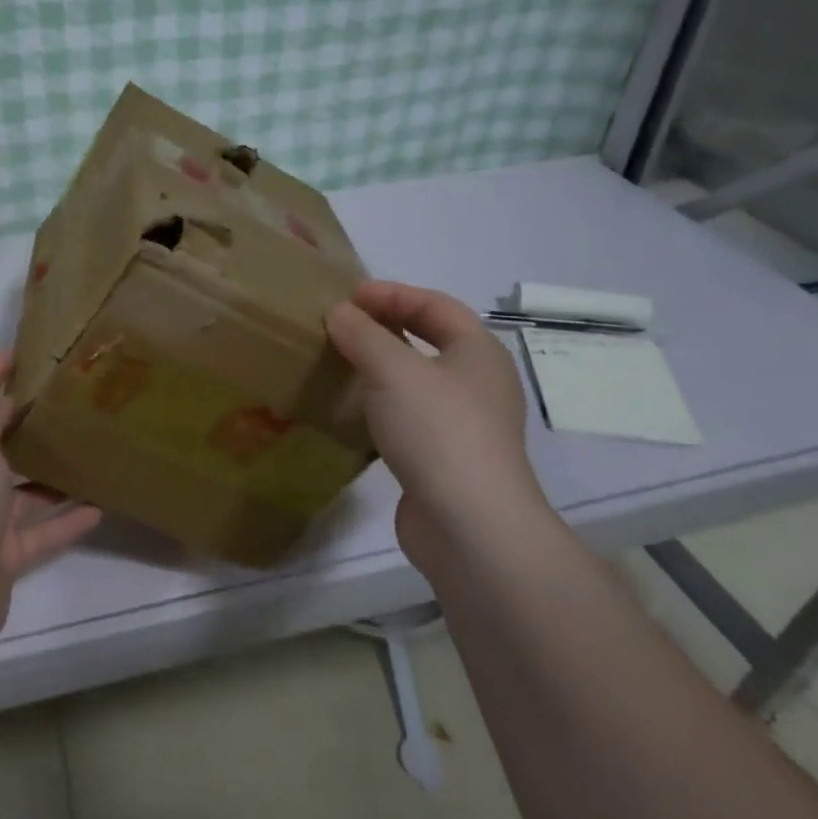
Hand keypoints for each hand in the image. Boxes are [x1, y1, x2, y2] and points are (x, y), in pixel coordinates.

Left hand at [0, 351, 100, 658]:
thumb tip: (8, 399)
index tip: (20, 351)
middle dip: (28, 422)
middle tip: (70, 398)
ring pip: (26, 489)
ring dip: (54, 473)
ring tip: (93, 450)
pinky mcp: (5, 556)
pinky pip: (43, 532)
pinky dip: (68, 520)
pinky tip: (100, 506)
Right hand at [325, 281, 551, 566]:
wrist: (469, 525)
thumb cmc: (437, 430)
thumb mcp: (392, 370)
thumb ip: (362, 334)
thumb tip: (338, 312)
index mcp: (479, 351)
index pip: (435, 304)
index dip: (392, 293)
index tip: (348, 297)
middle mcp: (479, 383)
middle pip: (430, 340)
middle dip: (386, 327)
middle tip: (342, 325)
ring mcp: (466, 424)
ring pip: (419, 381)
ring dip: (382, 368)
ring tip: (341, 364)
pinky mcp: (447, 459)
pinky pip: (411, 417)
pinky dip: (382, 405)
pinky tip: (354, 412)